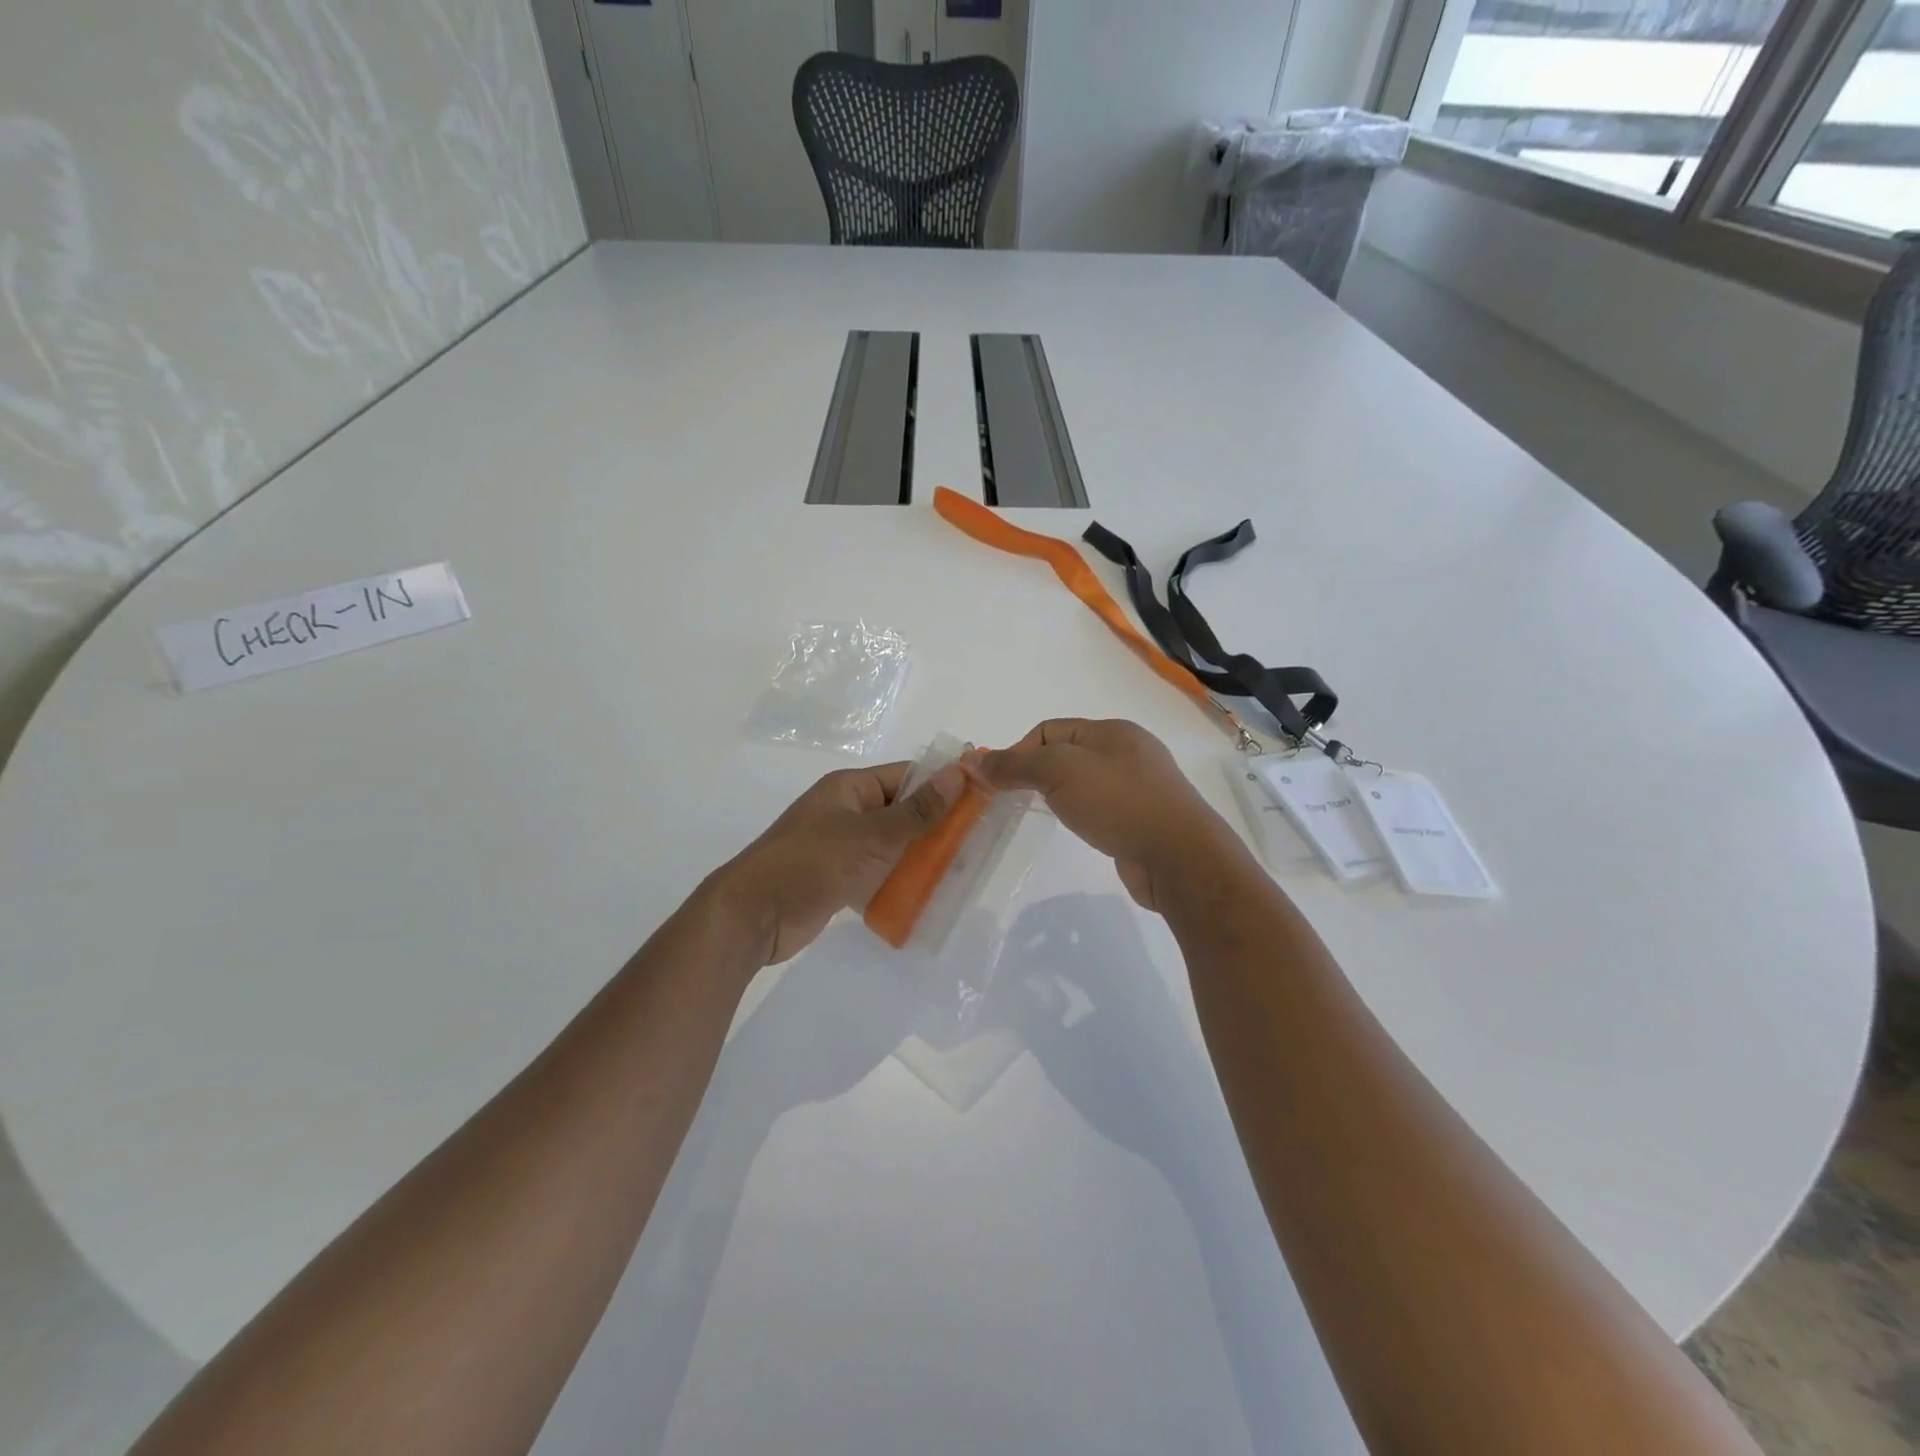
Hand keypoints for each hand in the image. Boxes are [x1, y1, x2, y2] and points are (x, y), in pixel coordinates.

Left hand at [709, 762, 964, 966]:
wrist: (753, 916)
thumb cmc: (812, 863)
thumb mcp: (870, 835)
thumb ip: (918, 810)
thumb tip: (959, 774)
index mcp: (851, 788)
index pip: (908, 776)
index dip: (944, 785)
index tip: (983, 800)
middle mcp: (848, 811)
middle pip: (904, 811)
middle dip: (938, 826)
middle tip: (979, 843)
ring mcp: (843, 846)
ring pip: (894, 845)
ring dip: (922, 857)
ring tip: (962, 871)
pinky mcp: (840, 879)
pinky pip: (880, 873)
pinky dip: (902, 881)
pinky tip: (929, 895)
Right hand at [978, 719, 1240, 911]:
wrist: (1179, 857)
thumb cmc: (1117, 803)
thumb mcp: (1058, 772)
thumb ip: (1015, 764)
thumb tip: (973, 761)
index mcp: (1111, 730)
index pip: (1048, 730)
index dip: (1017, 752)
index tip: (998, 784)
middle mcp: (1128, 751)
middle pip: (1066, 753)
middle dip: (1035, 772)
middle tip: (1013, 800)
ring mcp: (1141, 786)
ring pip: (1084, 781)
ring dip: (1058, 794)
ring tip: (1044, 814)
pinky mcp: (1145, 818)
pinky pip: (1101, 806)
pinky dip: (1082, 812)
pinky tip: (1078, 828)